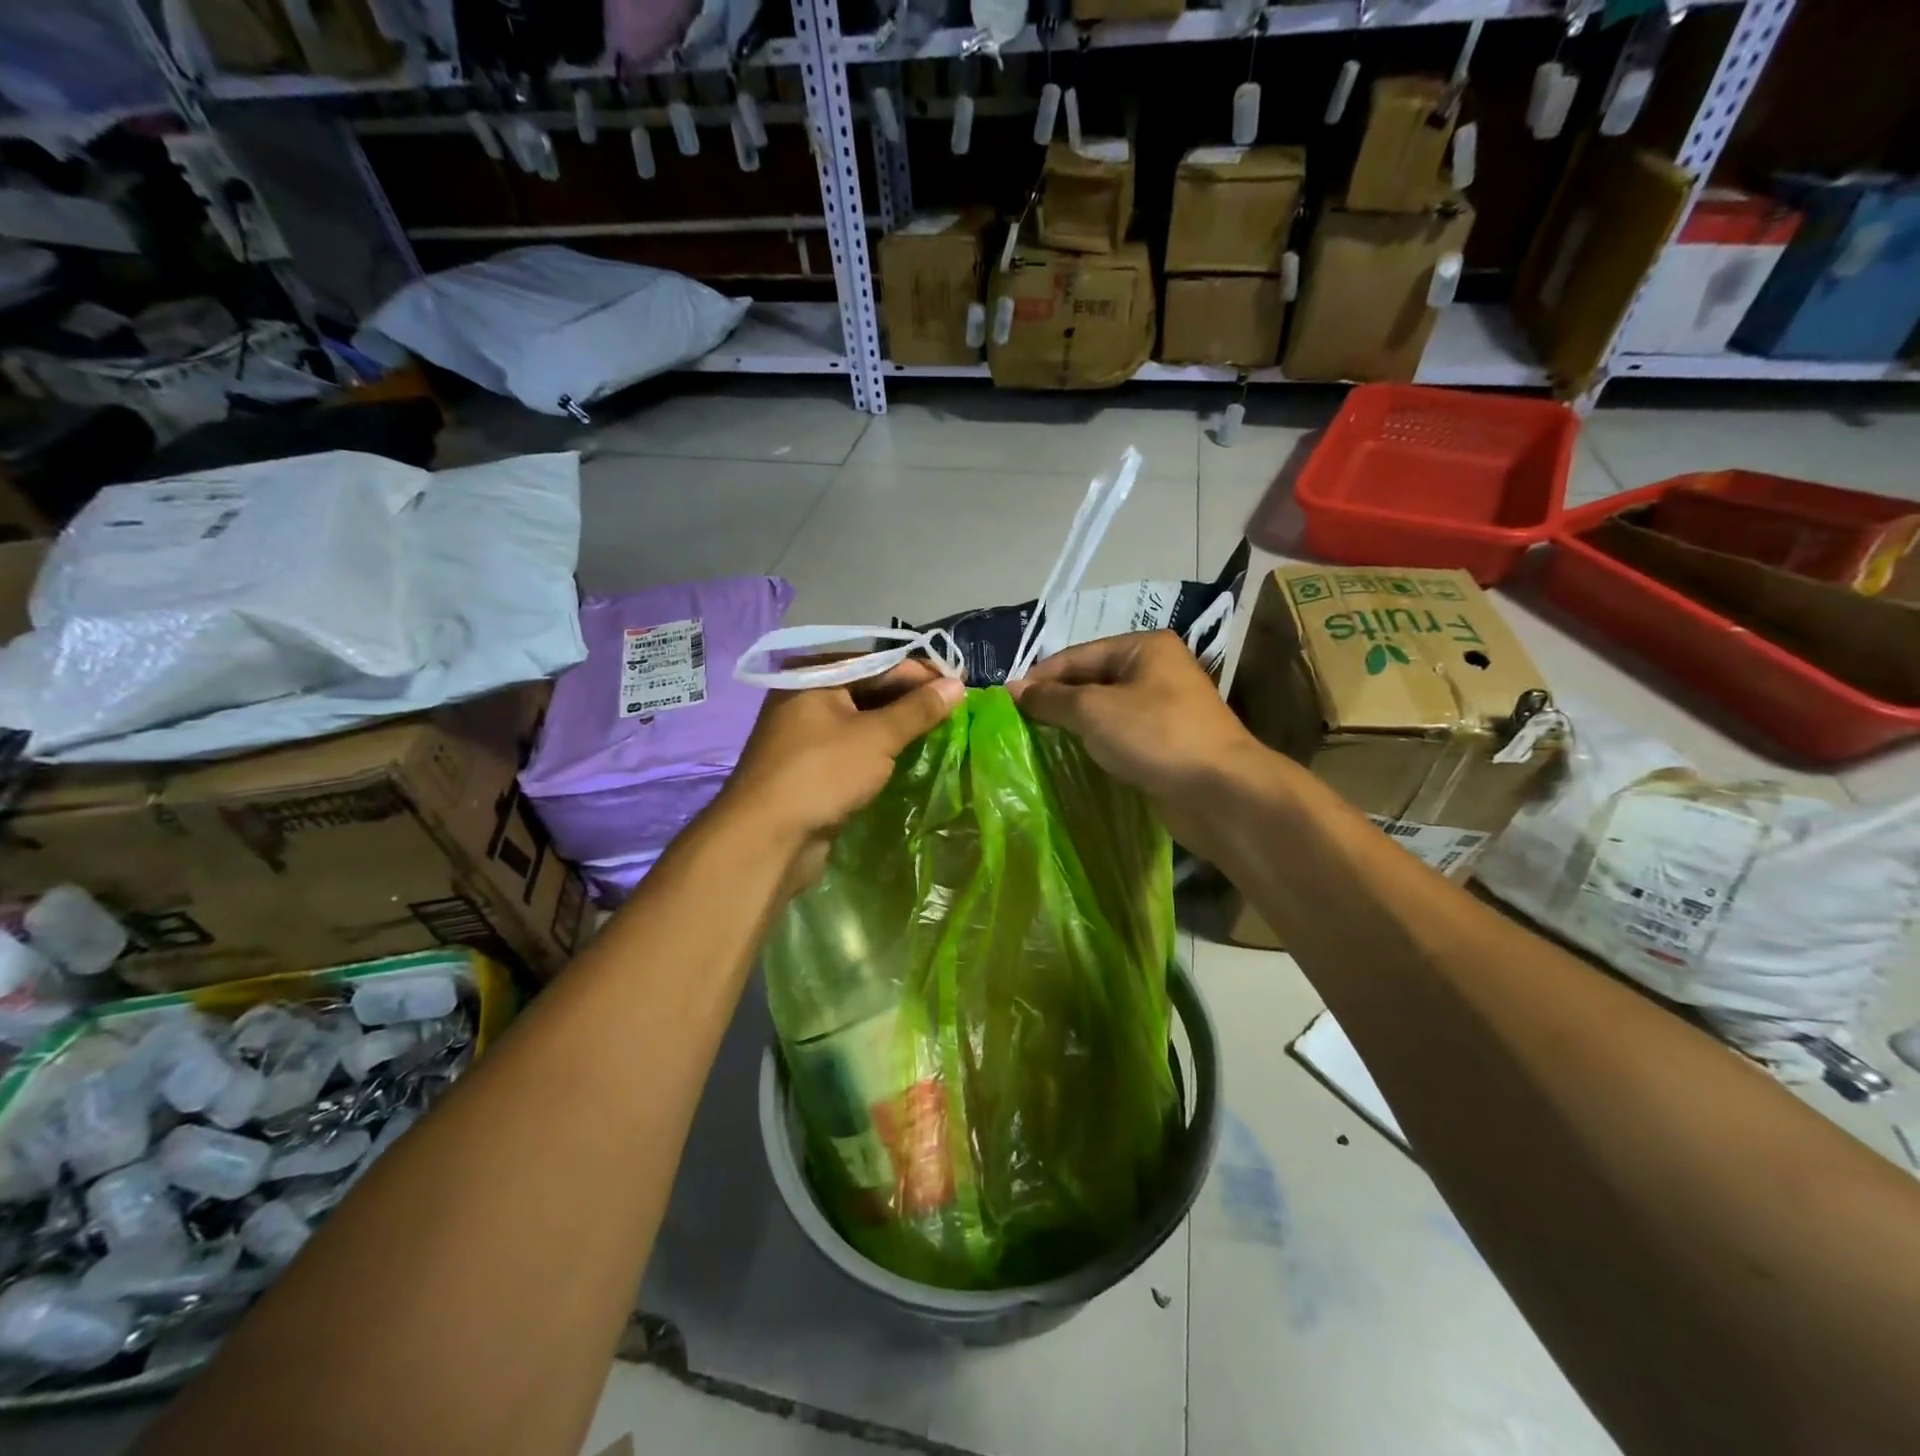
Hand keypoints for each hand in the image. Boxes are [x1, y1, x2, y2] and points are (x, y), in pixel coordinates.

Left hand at [717, 661, 964, 889]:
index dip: (922, 674)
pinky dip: (878, 750)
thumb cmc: (822, 773)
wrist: (767, 838)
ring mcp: (804, 733)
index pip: (880, 663)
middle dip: (910, 701)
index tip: (960, 686)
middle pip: (869, 689)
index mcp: (814, 674)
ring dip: (897, 727)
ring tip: (938, 733)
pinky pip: (852, 747)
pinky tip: (906, 757)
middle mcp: (805, 695)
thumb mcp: (876, 737)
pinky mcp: (809, 766)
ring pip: (861, 721)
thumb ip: (918, 709)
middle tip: (954, 712)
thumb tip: (957, 684)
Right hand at [1007, 631, 1263, 858]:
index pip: (1077, 655)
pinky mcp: (1165, 744)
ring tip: (1036, 741)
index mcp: (1144, 648)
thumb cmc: (1155, 736)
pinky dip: (1095, 744)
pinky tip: (1070, 758)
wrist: (1220, 791)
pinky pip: (1119, 736)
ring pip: (1105, 711)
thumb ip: (1050, 699)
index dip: (1040, 677)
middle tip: (1018, 724)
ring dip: (1073, 726)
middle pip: (1091, 680)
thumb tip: (1013, 690)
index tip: (1006, 702)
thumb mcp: (1093, 710)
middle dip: (1056, 701)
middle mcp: (1156, 671)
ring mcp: (1164, 709)